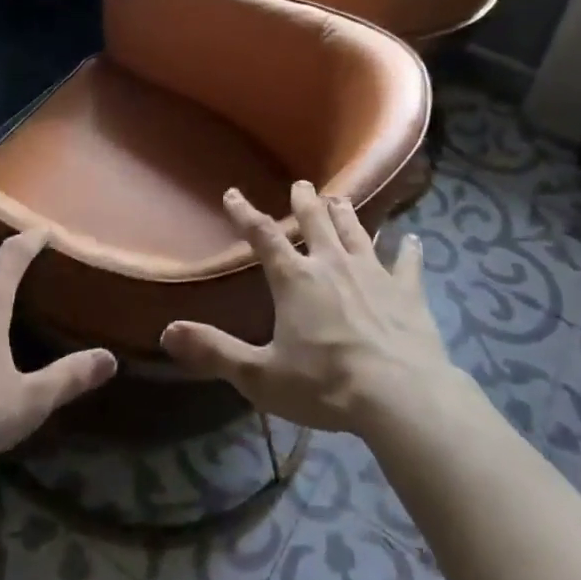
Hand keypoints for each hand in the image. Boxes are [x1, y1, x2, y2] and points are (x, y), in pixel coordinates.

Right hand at [161, 181, 455, 435]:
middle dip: (304, 201)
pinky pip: (407, 263)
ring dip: (345, 214)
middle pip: (315, 222)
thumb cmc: (325, 385)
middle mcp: (332, 264)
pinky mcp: (407, 291)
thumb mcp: (261, 376)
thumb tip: (168, 332)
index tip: (233, 193)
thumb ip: (215, 352)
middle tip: (301, 184)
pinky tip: (413, 238)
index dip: (245, 213)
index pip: (262, 236)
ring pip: (356, 232)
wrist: (400, 396)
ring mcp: (373, 273)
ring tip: (338, 198)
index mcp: (295, 279)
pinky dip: (408, 250)